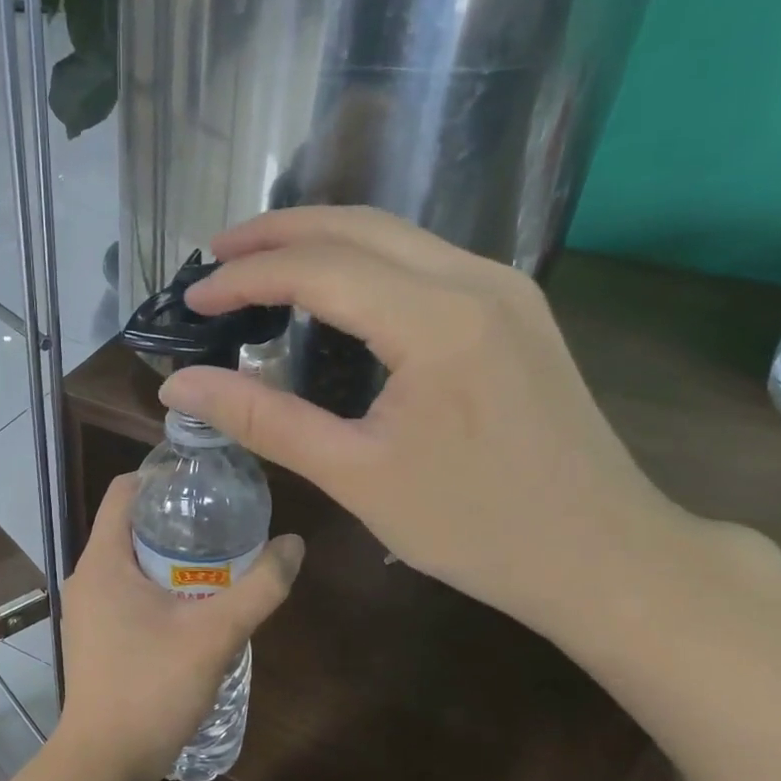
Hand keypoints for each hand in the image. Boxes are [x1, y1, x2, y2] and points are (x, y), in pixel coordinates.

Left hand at [53, 474, 303, 780]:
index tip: (208, 479)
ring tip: (221, 557)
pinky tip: (197, 603)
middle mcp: (87, 576)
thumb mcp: (215, 635)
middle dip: (178, 517)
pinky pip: (128, 590)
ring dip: (172, 554)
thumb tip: (295, 544)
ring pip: (131, 560)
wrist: (104, 764)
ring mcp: (88, 608)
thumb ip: (260, 588)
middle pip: (131, 523)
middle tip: (227, 517)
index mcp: (103, 560)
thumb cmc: (151, 690)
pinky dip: (160, 584)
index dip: (164, 476)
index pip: (125, 490)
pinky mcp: (96, 635)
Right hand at [159, 207, 705, 650]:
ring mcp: (505, 288)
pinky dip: (363, 263)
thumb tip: (180, 387)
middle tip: (213, 256)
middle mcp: (476, 280)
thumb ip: (263, 420)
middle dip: (277, 233)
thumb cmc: (474, 527)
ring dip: (320, 241)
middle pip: (358, 226)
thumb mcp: (354, 475)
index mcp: (437, 320)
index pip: (319, 269)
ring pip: (395, 236)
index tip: (193, 301)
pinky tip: (333, 292)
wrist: (601, 553)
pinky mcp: (515, 309)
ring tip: (259, 265)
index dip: (245, 277)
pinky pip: (424, 262)